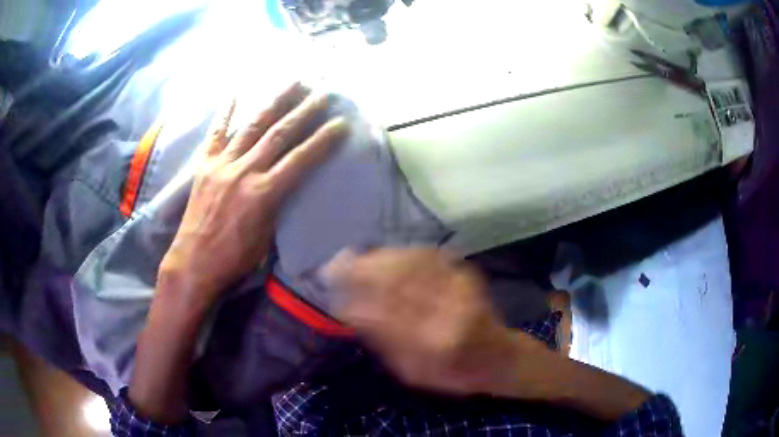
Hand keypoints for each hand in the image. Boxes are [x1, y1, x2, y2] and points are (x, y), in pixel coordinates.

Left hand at [130, 84, 347, 423]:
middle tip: (323, 92)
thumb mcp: (266, 239)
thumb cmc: (234, 260)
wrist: (194, 263)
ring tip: (292, 82)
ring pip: (253, 126)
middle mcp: (245, 171)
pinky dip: (225, 113)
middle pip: (280, 134)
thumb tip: (286, 187)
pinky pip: (216, 134)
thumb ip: (277, 206)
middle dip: (305, 111)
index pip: (302, 160)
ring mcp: (222, 165)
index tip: (341, 123)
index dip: (324, 140)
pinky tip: (235, 94)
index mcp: (264, 193)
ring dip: (274, 102)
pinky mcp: (205, 166)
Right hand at [329, 249, 651, 420]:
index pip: (383, 308)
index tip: (330, 281)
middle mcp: (448, 307)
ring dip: (379, 255)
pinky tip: (385, 255)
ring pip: (411, 260)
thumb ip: (383, 341)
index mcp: (433, 339)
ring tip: (356, 256)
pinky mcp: (466, 273)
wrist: (498, 356)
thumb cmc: (453, 374)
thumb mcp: (413, 372)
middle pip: (397, 277)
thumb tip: (350, 310)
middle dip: (362, 265)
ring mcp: (460, 285)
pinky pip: (428, 255)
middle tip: (337, 261)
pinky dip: (402, 252)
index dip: (354, 291)